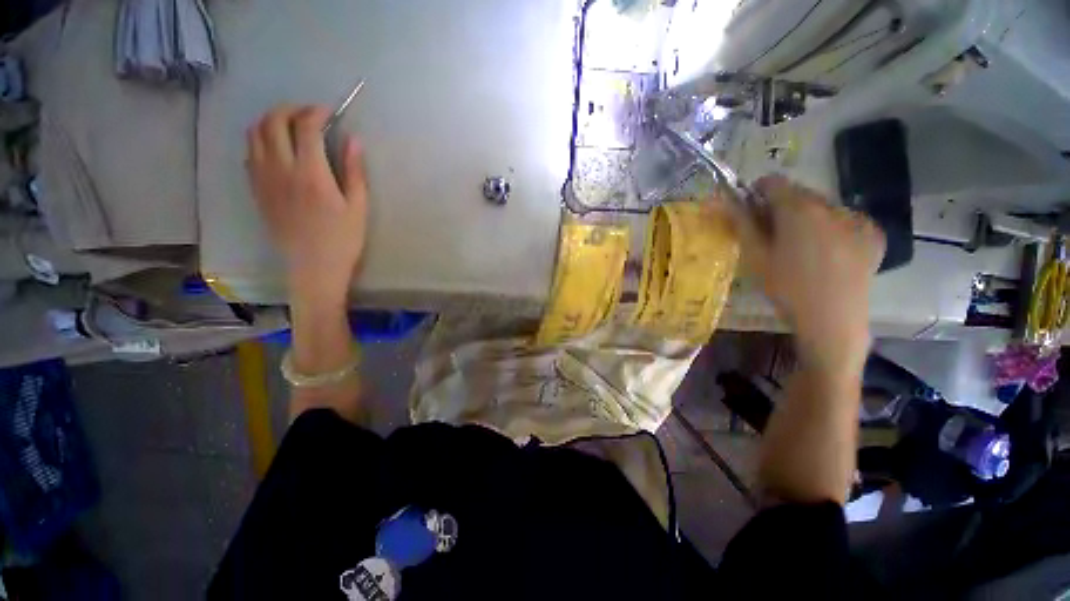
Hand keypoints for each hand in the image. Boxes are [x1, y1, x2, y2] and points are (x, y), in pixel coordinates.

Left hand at [246, 104, 367, 302]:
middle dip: (290, 109)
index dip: (316, 112)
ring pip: (254, 134)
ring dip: (270, 121)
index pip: (306, 127)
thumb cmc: (343, 240)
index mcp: (311, 174)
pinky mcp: (256, 190)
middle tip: (308, 115)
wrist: (313, 267)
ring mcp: (263, 179)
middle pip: (273, 122)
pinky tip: (276, 149)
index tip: (329, 112)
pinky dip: (260, 141)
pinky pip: (250, 154)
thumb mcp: (358, 207)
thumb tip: (354, 140)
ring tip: (289, 126)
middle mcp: (281, 169)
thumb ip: (354, 171)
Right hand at [730, 175, 885, 372]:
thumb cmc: (786, 288)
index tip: (750, 210)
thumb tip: (720, 199)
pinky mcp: (874, 233)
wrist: (832, 320)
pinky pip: (846, 219)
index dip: (757, 192)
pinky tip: (827, 251)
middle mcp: (832, 205)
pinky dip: (832, 227)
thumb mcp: (755, 257)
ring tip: (801, 246)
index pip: (774, 182)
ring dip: (807, 216)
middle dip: (783, 206)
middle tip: (773, 233)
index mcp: (799, 210)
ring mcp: (858, 218)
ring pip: (823, 206)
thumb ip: (740, 223)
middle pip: (800, 193)